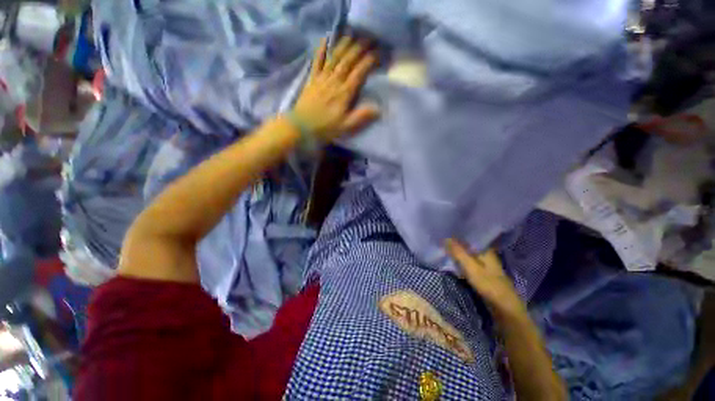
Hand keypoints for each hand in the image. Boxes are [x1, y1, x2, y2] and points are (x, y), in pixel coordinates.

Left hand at [290, 36, 379, 141]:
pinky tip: (325, 39)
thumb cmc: (325, 128)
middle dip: (359, 48)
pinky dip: (321, 49)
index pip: (359, 73)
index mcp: (344, 93)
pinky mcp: (312, 79)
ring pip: (334, 57)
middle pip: (348, 61)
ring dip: (344, 45)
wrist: (301, 127)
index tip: (378, 53)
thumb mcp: (345, 127)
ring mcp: (322, 79)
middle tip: (369, 38)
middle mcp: (334, 82)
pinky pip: (317, 61)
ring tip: (352, 34)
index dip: (369, 61)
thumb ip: (361, 116)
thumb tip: (379, 109)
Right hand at [445, 239, 525, 315]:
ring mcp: (485, 264)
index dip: (457, 235)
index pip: (470, 237)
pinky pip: (468, 263)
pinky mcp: (482, 274)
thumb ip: (458, 253)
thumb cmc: (489, 285)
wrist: (505, 308)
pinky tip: (453, 261)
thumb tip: (446, 238)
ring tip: (444, 248)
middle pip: (468, 246)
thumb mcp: (471, 268)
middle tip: (441, 240)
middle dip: (456, 244)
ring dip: (458, 253)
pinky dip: (461, 261)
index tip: (445, 232)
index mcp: (486, 250)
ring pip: (468, 255)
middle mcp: (486, 255)